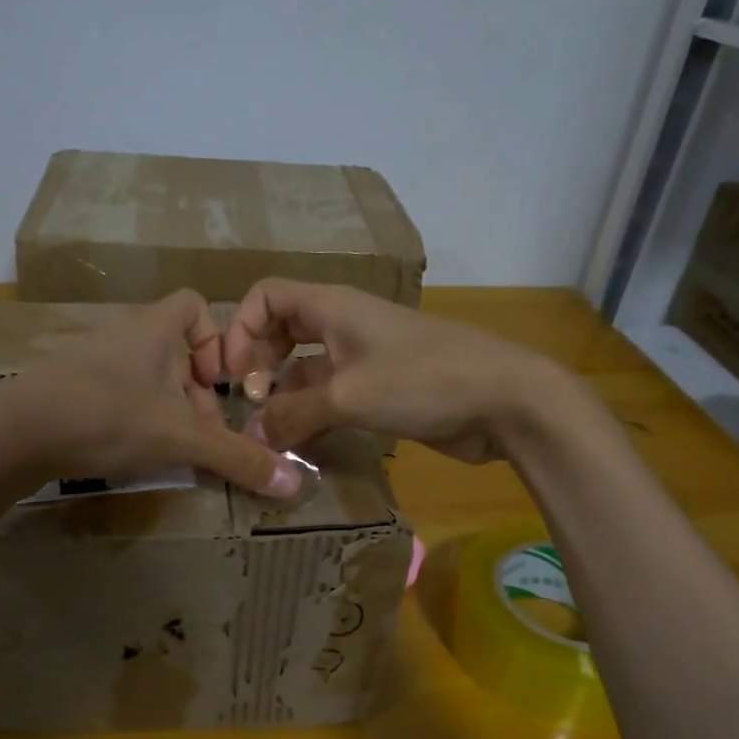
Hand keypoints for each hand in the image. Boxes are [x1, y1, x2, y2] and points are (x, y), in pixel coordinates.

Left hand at [0, 290, 303, 497]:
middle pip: (174, 350)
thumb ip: (237, 458)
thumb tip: (296, 485)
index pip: (194, 305)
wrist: (16, 434)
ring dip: (166, 408)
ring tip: (169, 448)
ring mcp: (91, 359)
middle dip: (196, 392)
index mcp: (153, 328)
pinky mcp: (68, 386)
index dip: (216, 338)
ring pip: (146, 375)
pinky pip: (116, 391)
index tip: (220, 381)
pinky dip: (133, 416)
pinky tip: (130, 450)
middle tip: (201, 433)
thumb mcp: (180, 438)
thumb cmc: (107, 416)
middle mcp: (123, 334)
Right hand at [223, 279, 563, 463]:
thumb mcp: (348, 396)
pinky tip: (300, 443)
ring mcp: (363, 358)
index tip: (234, 375)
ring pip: (304, 368)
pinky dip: (310, 413)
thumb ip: (293, 414)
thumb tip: (252, 437)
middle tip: (251, 403)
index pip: (267, 296)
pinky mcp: (380, 390)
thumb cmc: (423, 380)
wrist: (505, 400)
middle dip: (257, 362)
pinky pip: (330, 395)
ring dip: (282, 394)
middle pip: (281, 330)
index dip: (241, 329)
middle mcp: (342, 326)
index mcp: (331, 307)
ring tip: (269, 432)